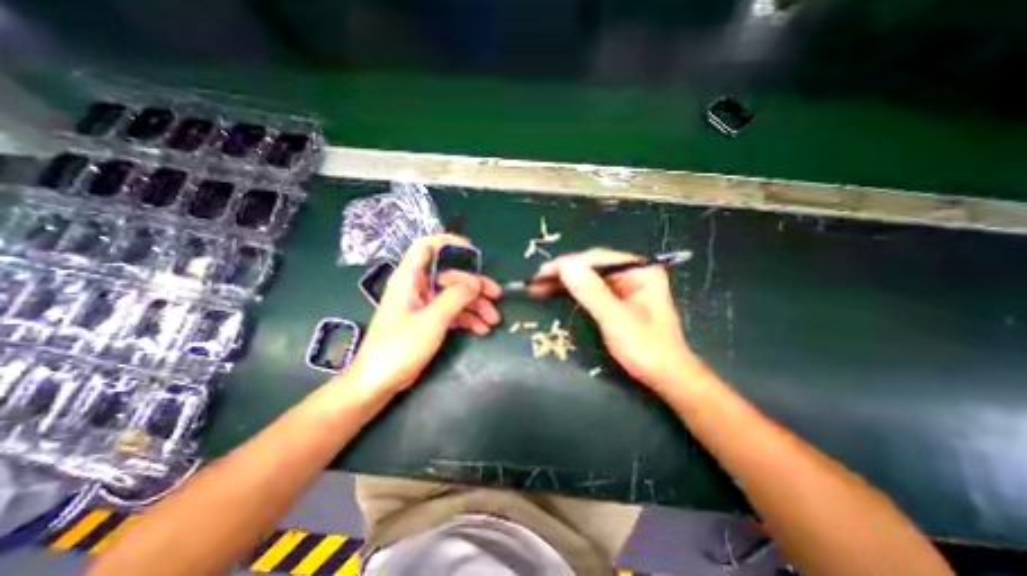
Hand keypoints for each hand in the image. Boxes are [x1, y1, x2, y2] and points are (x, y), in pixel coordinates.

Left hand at [341, 234, 500, 399]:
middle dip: (475, 286)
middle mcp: (417, 287)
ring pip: (455, 296)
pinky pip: (452, 312)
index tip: (472, 250)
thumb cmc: (399, 346)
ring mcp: (424, 305)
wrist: (379, 382)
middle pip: (451, 276)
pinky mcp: (428, 321)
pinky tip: (481, 329)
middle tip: (496, 296)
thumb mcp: (431, 320)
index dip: (448, 243)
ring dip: (475, 306)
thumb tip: (476, 282)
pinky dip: (467, 319)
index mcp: (409, 279)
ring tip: (493, 321)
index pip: (426, 247)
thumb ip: (455, 297)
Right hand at [534, 250, 702, 392]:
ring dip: (565, 282)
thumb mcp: (615, 319)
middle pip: (592, 267)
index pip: (598, 259)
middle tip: (537, 281)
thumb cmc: (646, 348)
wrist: (666, 377)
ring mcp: (625, 287)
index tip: (543, 272)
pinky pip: (591, 291)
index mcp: (639, 271)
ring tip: (539, 286)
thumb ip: (591, 291)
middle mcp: (632, 274)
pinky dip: (573, 293)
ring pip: (589, 278)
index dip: (569, 264)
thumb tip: (565, 266)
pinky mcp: (618, 301)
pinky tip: (555, 293)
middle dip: (564, 273)